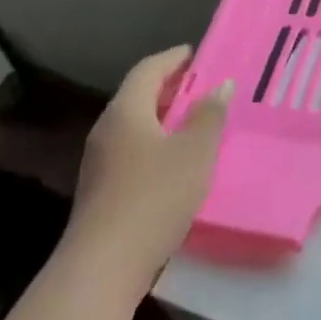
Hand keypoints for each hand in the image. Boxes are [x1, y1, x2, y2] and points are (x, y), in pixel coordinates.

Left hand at [72, 45, 231, 285]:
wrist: (104, 265)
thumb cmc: (155, 196)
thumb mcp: (195, 153)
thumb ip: (209, 116)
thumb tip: (220, 85)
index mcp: (126, 111)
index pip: (148, 69)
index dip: (174, 59)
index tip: (199, 55)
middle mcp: (107, 129)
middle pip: (139, 96)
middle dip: (172, 88)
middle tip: (206, 87)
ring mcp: (100, 161)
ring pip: (136, 125)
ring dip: (166, 118)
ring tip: (199, 122)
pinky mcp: (103, 189)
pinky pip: (133, 150)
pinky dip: (158, 143)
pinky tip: (179, 161)